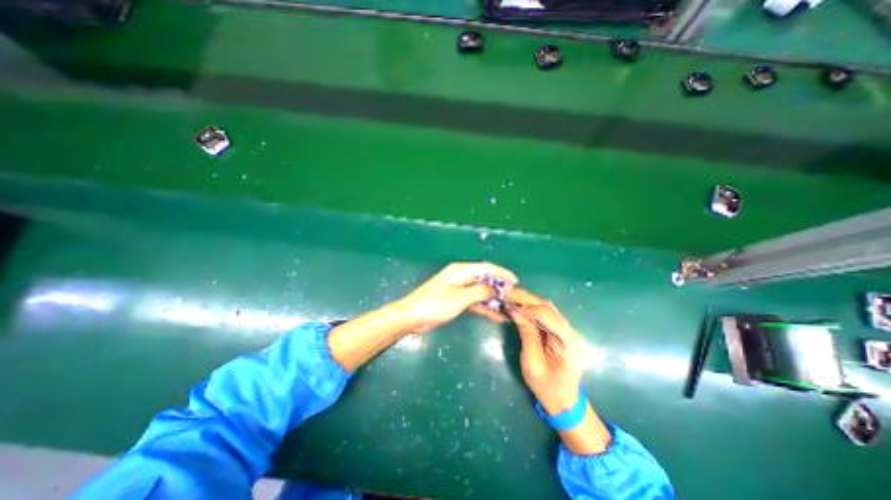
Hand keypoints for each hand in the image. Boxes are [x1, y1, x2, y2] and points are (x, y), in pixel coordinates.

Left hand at [395, 262, 519, 331]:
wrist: (412, 317)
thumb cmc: (435, 305)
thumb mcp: (460, 298)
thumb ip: (480, 292)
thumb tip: (495, 289)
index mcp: (461, 271)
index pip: (486, 268)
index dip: (502, 273)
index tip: (515, 281)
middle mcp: (461, 277)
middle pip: (484, 279)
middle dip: (499, 287)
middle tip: (514, 297)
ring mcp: (458, 289)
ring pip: (480, 291)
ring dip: (493, 299)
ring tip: (508, 307)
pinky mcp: (455, 300)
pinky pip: (474, 301)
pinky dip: (484, 307)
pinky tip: (496, 316)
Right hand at [507, 288, 585, 415]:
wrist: (563, 401)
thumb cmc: (546, 387)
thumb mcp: (532, 363)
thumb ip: (526, 334)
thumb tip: (515, 310)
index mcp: (569, 343)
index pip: (549, 316)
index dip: (529, 308)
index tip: (510, 306)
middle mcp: (572, 333)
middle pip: (549, 308)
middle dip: (527, 299)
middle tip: (507, 293)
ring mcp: (569, 331)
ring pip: (548, 308)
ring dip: (529, 301)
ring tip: (511, 298)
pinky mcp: (563, 331)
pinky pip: (547, 314)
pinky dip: (532, 308)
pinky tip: (520, 307)